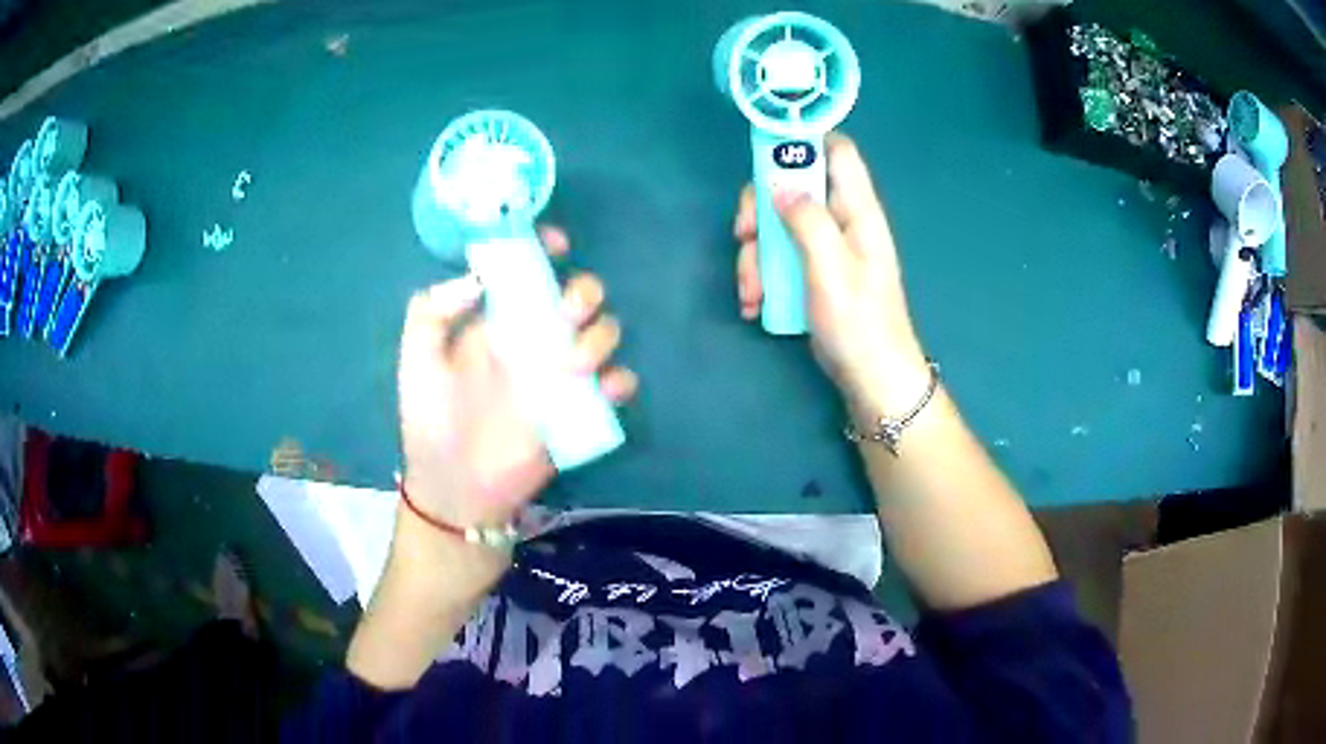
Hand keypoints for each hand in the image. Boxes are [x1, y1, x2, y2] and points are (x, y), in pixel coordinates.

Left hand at [398, 226, 636, 530]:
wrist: (455, 487)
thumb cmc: (431, 421)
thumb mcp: (416, 360)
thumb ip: (431, 310)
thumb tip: (479, 279)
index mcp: (496, 323)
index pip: (527, 274)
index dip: (543, 250)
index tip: (556, 246)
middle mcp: (533, 341)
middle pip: (577, 297)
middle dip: (583, 292)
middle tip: (566, 314)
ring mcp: (559, 377)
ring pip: (603, 334)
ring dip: (600, 336)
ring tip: (573, 365)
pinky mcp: (578, 412)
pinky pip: (616, 386)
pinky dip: (620, 381)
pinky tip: (603, 389)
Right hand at [734, 133, 927, 415]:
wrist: (869, 375)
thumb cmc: (858, 322)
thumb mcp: (831, 267)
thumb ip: (807, 221)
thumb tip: (780, 187)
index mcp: (857, 209)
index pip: (837, 151)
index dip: (804, 141)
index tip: (765, 155)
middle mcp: (841, 219)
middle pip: (793, 185)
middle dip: (761, 209)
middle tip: (745, 236)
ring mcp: (825, 246)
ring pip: (778, 224)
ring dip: (755, 255)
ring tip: (751, 292)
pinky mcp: (812, 270)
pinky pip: (778, 256)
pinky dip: (761, 275)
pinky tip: (756, 303)